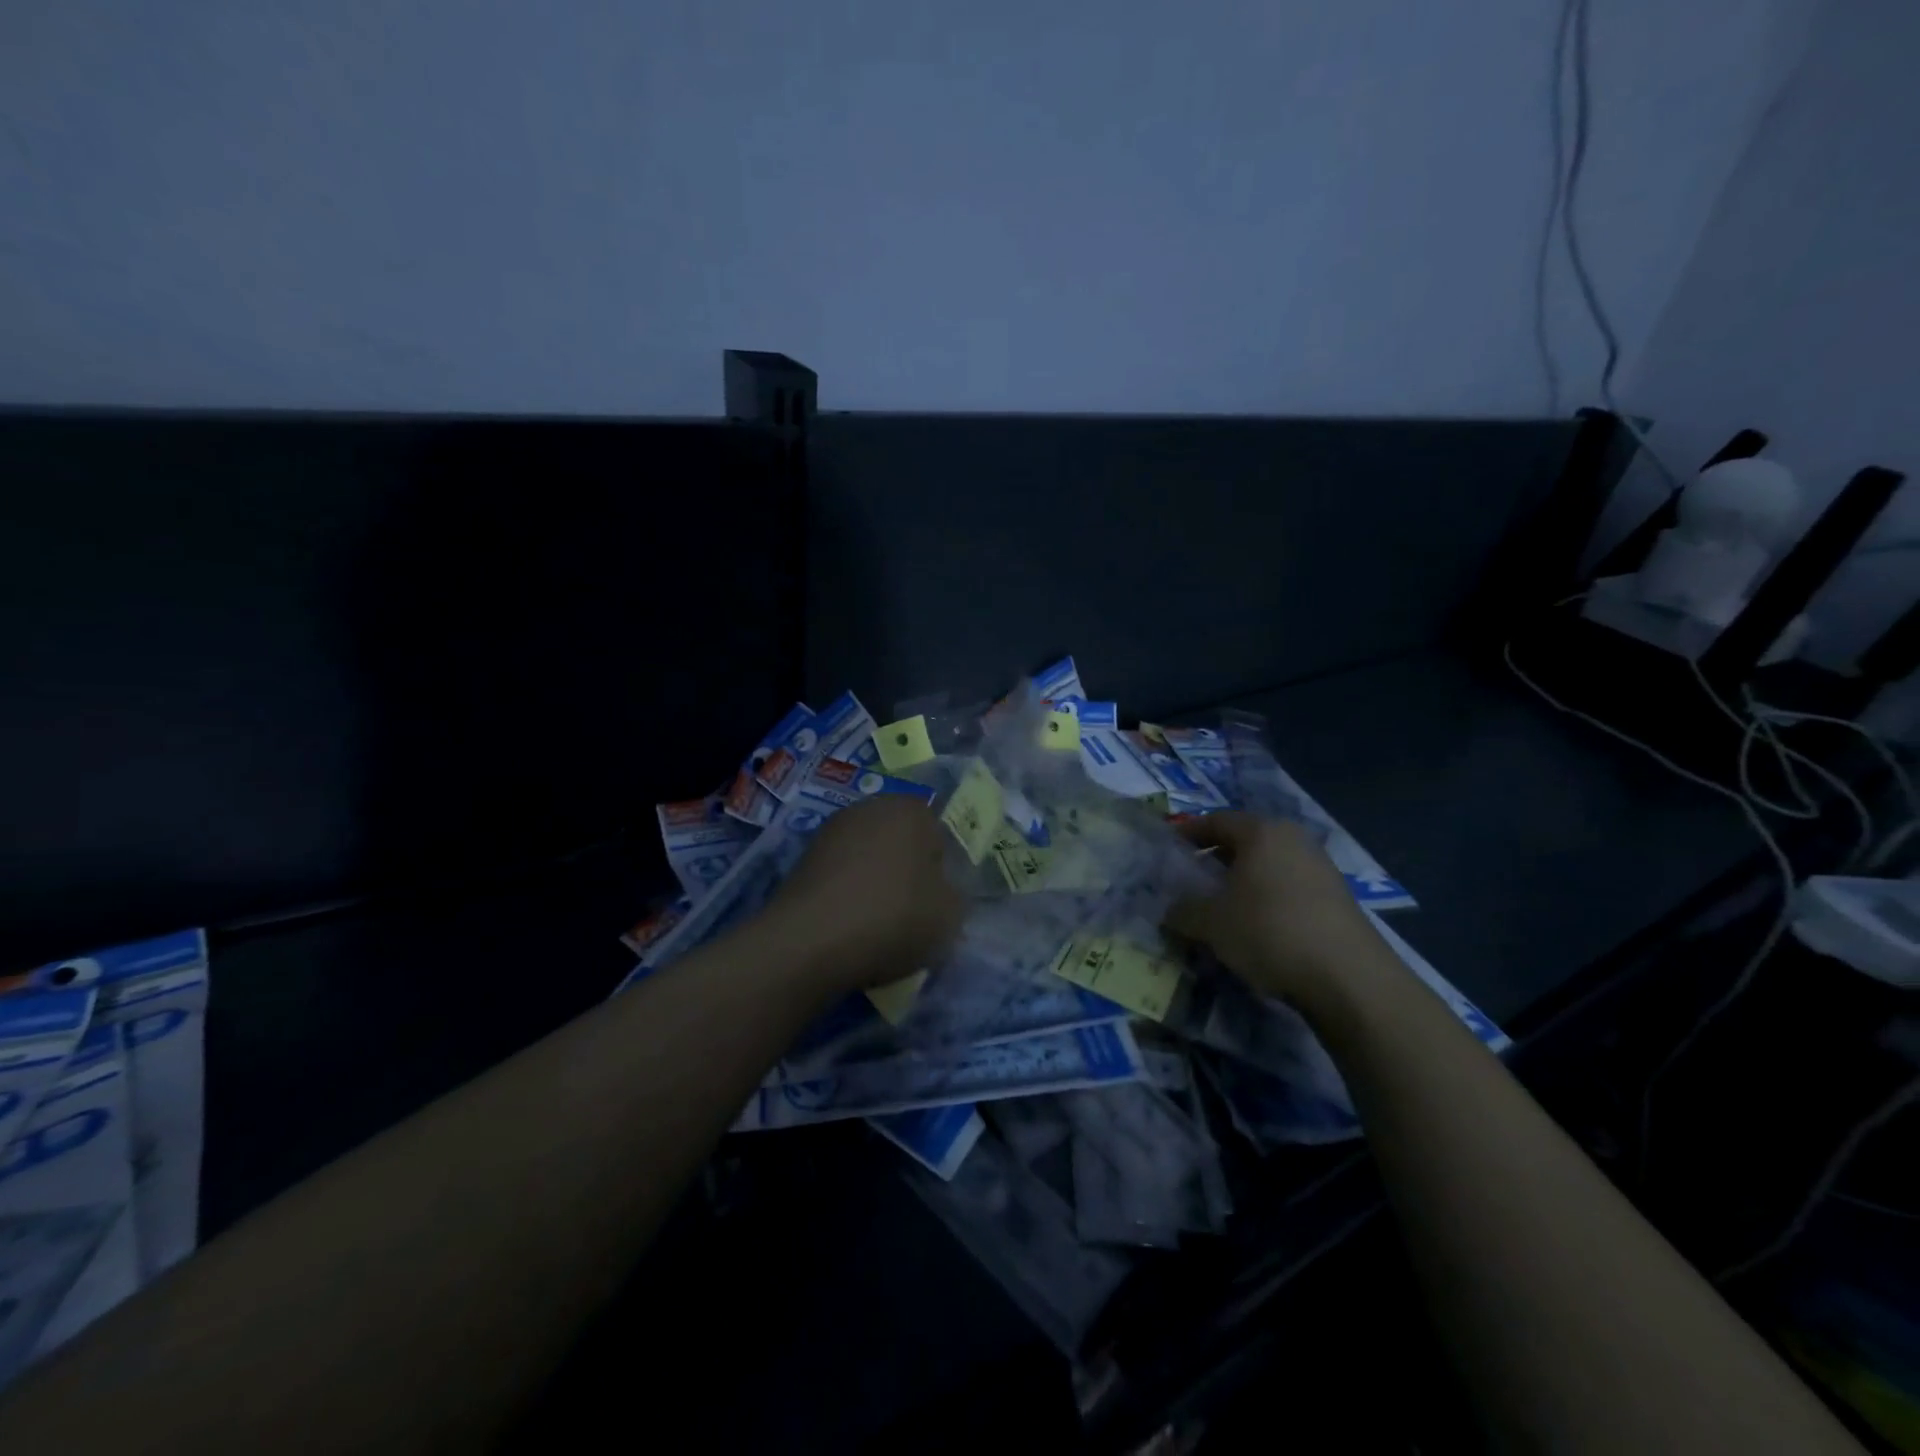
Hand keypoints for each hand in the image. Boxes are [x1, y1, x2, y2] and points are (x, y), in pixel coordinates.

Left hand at [766, 794, 964, 993]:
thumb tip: (939, 892)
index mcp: (912, 809)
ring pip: (869, 861)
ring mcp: (832, 831)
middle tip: (911, 916)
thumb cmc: (894, 917)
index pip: (939, 838)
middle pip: (901, 845)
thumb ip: (953, 896)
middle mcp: (870, 807)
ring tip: (878, 928)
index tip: (936, 906)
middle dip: (907, 874)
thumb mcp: (950, 914)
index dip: (941, 874)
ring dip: (875, 886)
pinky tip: (849, 928)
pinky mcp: (803, 859)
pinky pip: (841, 878)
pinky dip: (848, 897)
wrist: (811, 941)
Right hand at [1165, 812, 1388, 1005]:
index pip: (1215, 821)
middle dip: (1215, 858)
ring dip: (1242, 880)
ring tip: (1222, 906)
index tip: (1168, 850)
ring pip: (1268, 865)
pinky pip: (1289, 886)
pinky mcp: (1337, 897)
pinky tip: (1257, 926)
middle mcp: (1293, 839)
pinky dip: (1267, 897)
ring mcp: (1321, 866)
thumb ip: (1182, 911)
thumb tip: (1169, 911)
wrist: (1348, 977)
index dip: (1188, 834)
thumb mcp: (1211, 923)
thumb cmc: (1269, 931)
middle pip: (1245, 841)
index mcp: (1261, 832)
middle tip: (1191, 879)